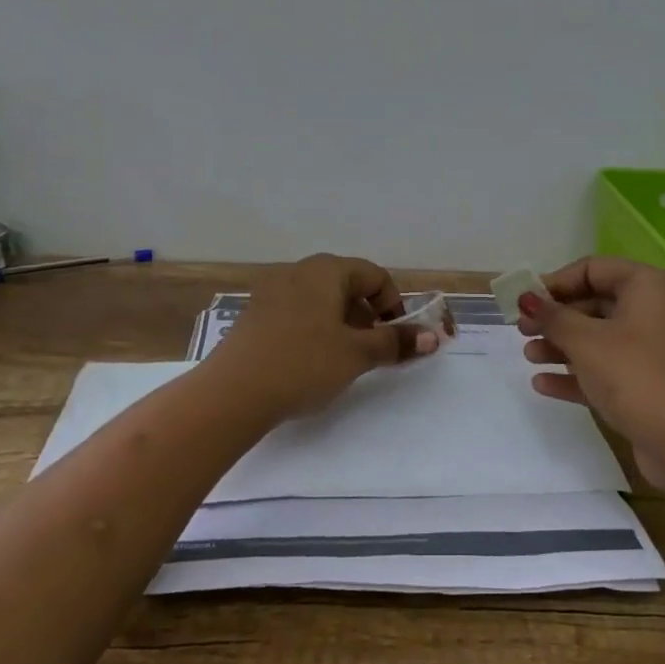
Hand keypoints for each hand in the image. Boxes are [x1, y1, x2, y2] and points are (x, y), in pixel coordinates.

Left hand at [208, 254, 438, 421]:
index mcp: (326, 270)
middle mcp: (298, 270)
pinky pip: (296, 311)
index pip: (374, 275)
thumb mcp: (357, 354)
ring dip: (340, 323)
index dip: (393, 304)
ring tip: (341, 358)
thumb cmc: (303, 364)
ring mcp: (271, 291)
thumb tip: (433, 336)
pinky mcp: (254, 314)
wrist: (231, 393)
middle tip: (371, 349)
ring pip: (320, 299)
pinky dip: (313, 328)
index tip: (396, 337)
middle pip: (346, 284)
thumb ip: (395, 342)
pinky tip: (308, 361)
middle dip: (366, 315)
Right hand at [516, 256, 664, 487]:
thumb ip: (553, 317)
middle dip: (556, 318)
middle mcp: (656, 311)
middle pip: (596, 304)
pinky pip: (610, 368)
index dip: (555, 282)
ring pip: (601, 338)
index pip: (594, 269)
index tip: (525, 301)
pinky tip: (543, 384)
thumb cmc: (635, 376)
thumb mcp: (586, 342)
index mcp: (648, 287)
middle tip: (522, 330)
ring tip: (529, 357)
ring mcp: (656, 350)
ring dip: (562, 346)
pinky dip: (579, 373)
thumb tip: (526, 298)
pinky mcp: (652, 384)